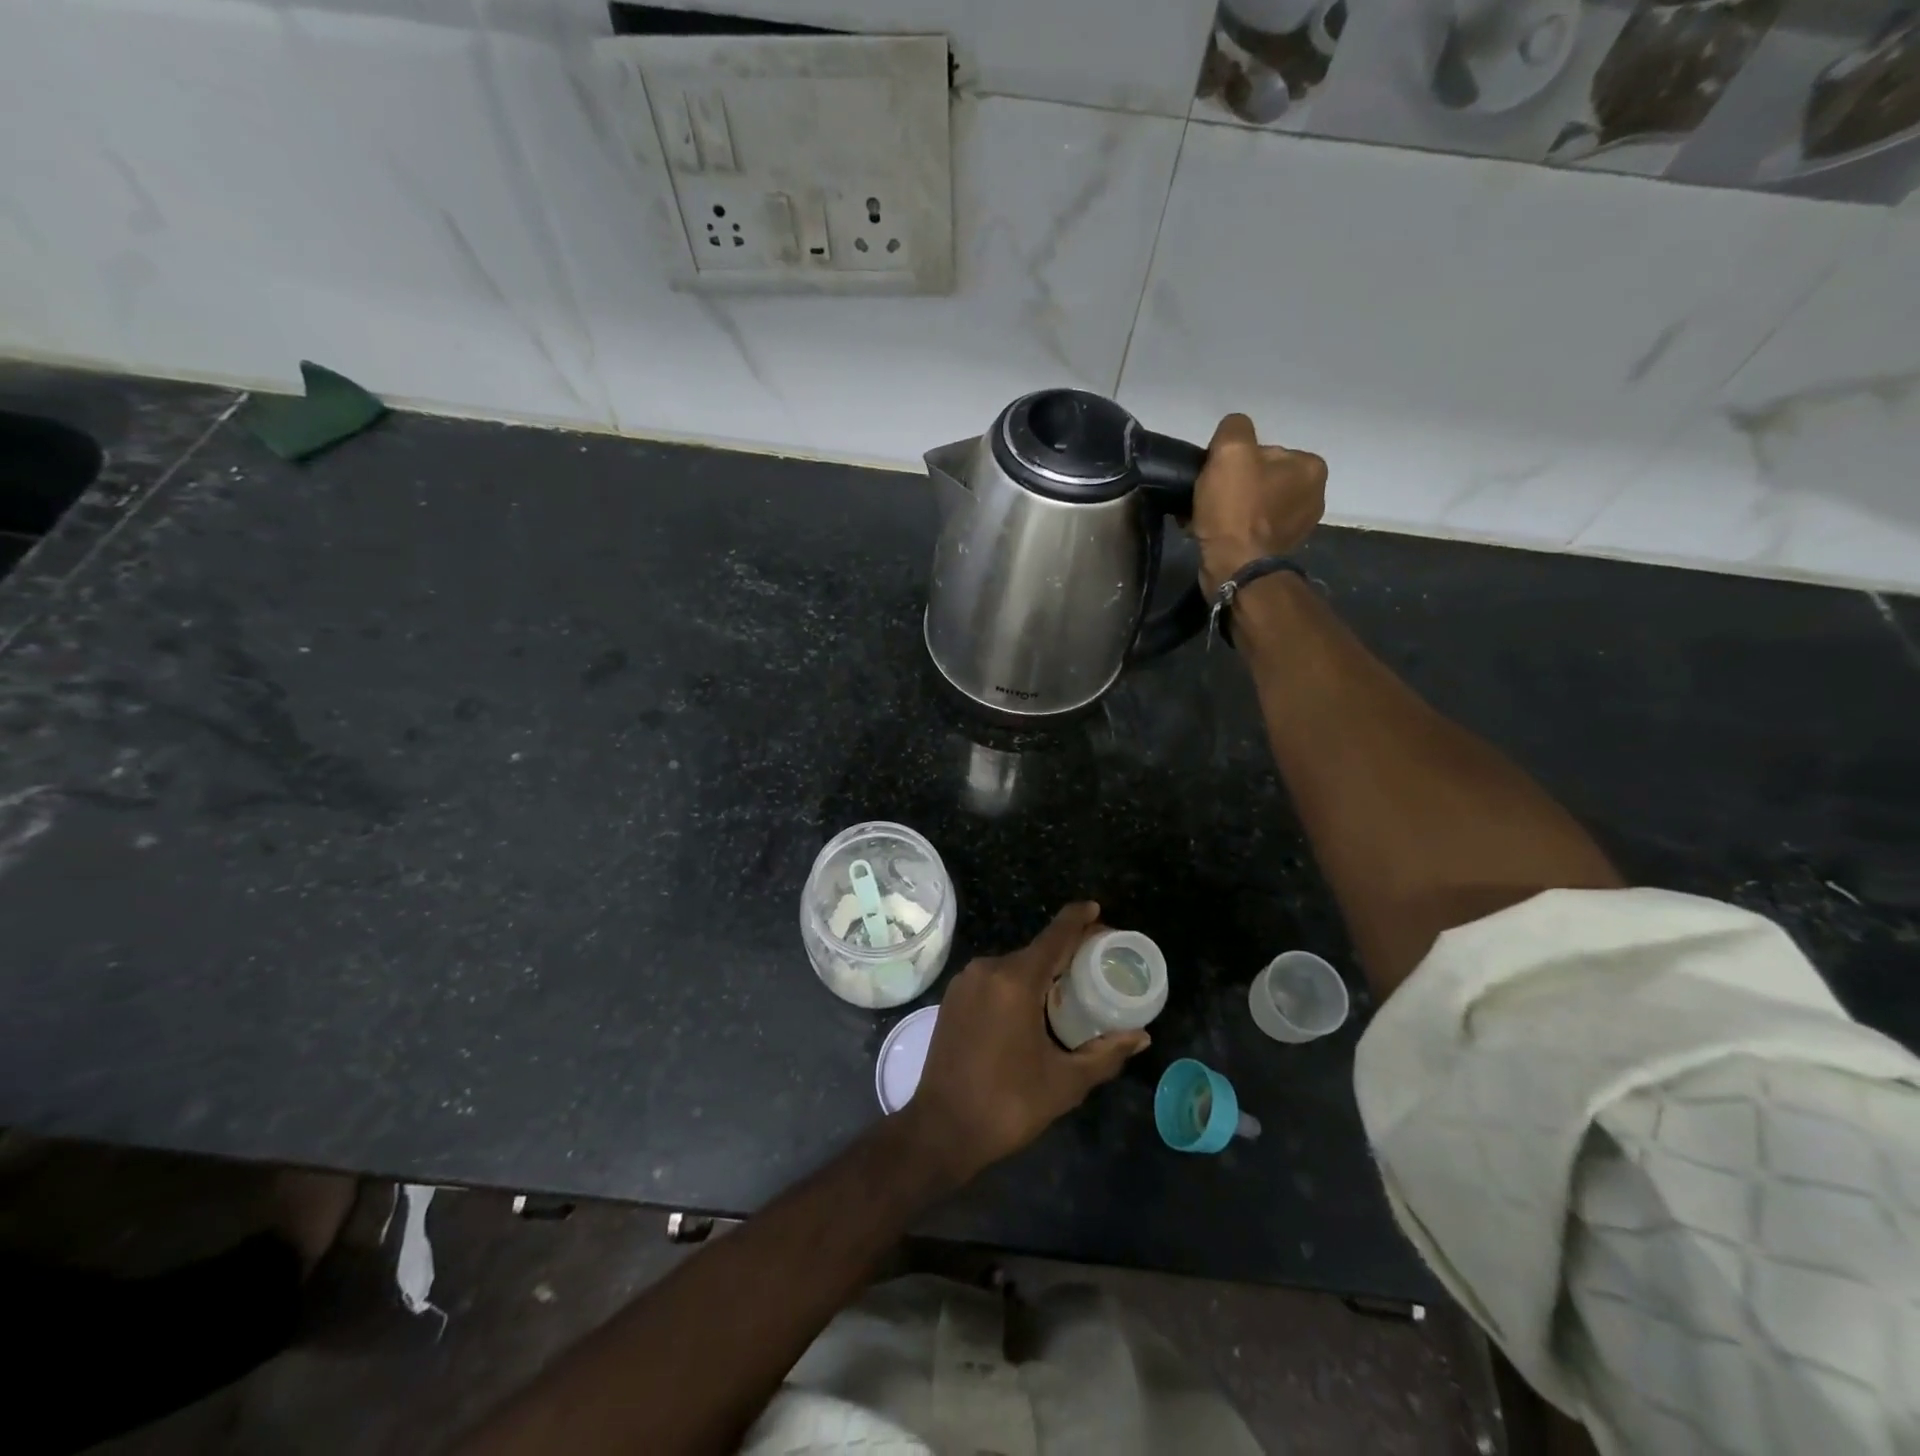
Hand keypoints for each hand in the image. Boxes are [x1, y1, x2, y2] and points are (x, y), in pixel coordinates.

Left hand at [899, 902, 1149, 1187]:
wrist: (941, 1129)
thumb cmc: (1007, 1104)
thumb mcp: (1065, 1083)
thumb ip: (1106, 1054)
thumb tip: (1141, 1036)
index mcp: (1016, 981)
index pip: (1055, 936)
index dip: (1078, 919)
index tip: (1096, 910)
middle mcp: (987, 969)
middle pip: (1036, 950)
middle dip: (1066, 952)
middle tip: (1095, 964)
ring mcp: (965, 982)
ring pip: (1014, 966)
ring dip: (1040, 971)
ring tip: (1068, 989)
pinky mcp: (952, 998)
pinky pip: (993, 979)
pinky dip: (1016, 984)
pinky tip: (1032, 1006)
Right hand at [1192, 413, 1326, 592]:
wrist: (1235, 566)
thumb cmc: (1237, 508)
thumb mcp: (1231, 451)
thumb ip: (1235, 428)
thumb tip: (1233, 433)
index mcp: (1311, 467)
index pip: (1264, 451)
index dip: (1234, 461)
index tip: (1217, 476)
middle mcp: (1313, 496)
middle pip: (1259, 478)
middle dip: (1232, 486)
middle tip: (1208, 498)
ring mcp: (1297, 527)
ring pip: (1252, 504)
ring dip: (1228, 509)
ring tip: (1205, 518)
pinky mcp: (1278, 551)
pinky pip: (1249, 529)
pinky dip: (1231, 529)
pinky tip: (1213, 534)